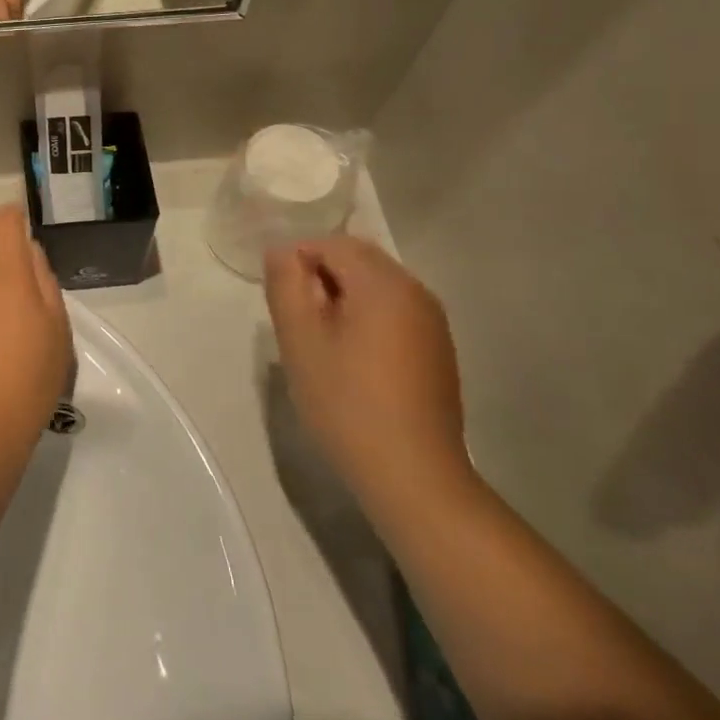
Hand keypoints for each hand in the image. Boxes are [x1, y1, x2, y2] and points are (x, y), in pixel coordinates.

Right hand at [265, 237, 470, 512]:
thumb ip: (286, 284)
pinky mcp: (438, 350)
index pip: (331, 243)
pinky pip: (394, 312)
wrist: (412, 476)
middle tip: (297, 322)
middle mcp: (415, 291)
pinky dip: (367, 319)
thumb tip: (281, 250)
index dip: (297, 262)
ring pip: (376, 286)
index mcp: (383, 283)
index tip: (282, 302)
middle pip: (357, 259)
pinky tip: (353, 362)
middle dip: (321, 277)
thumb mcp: (299, 340)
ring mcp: (433, 322)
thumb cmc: (346, 402)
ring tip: (321, 343)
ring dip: (343, 299)